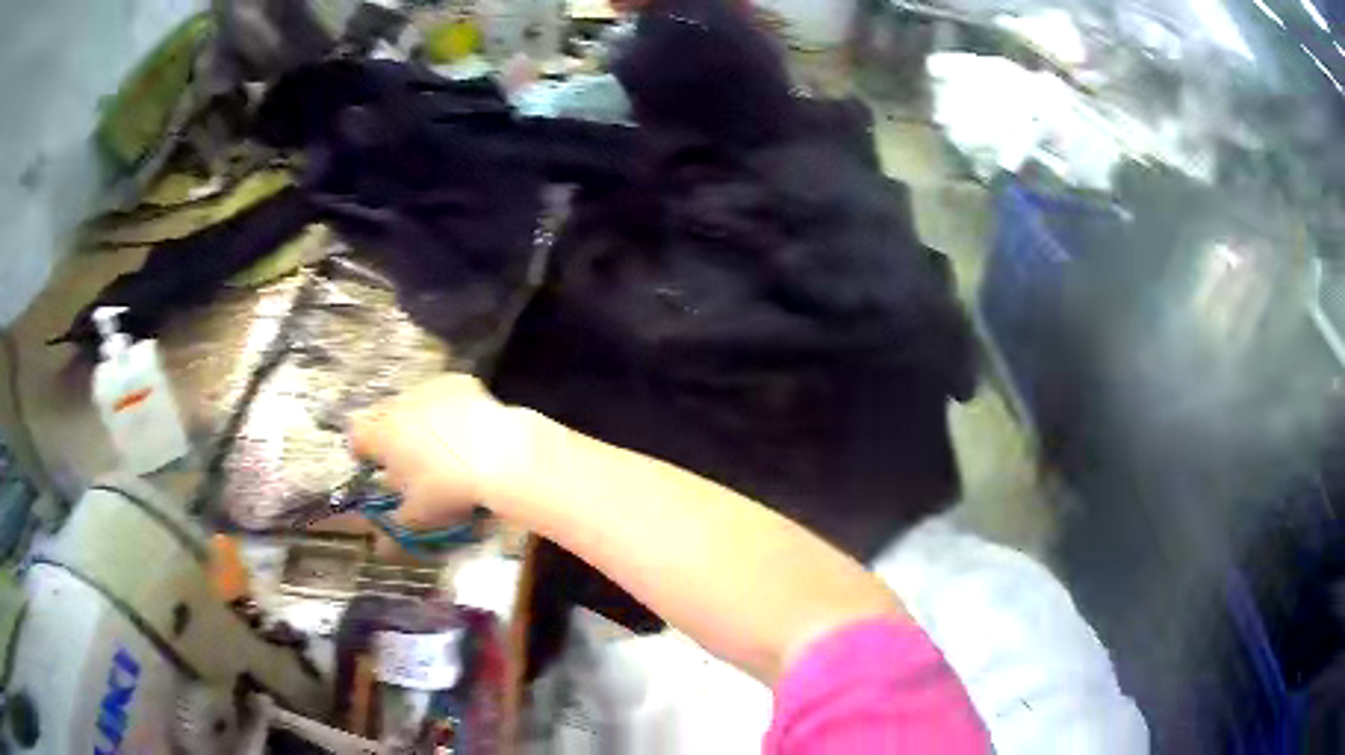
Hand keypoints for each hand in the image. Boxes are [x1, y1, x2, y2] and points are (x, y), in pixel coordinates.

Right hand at [349, 374, 529, 529]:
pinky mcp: (459, 382)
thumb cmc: (449, 488)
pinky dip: (448, 406)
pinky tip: (465, 425)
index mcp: (382, 435)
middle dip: (387, 432)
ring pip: (412, 400)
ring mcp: (429, 389)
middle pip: (381, 414)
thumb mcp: (419, 516)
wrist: (500, 455)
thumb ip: (394, 527)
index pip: (356, 435)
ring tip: (439, 442)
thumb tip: (379, 546)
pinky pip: (444, 392)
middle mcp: (400, 405)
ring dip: (417, 418)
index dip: (362, 450)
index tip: (373, 465)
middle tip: (406, 456)